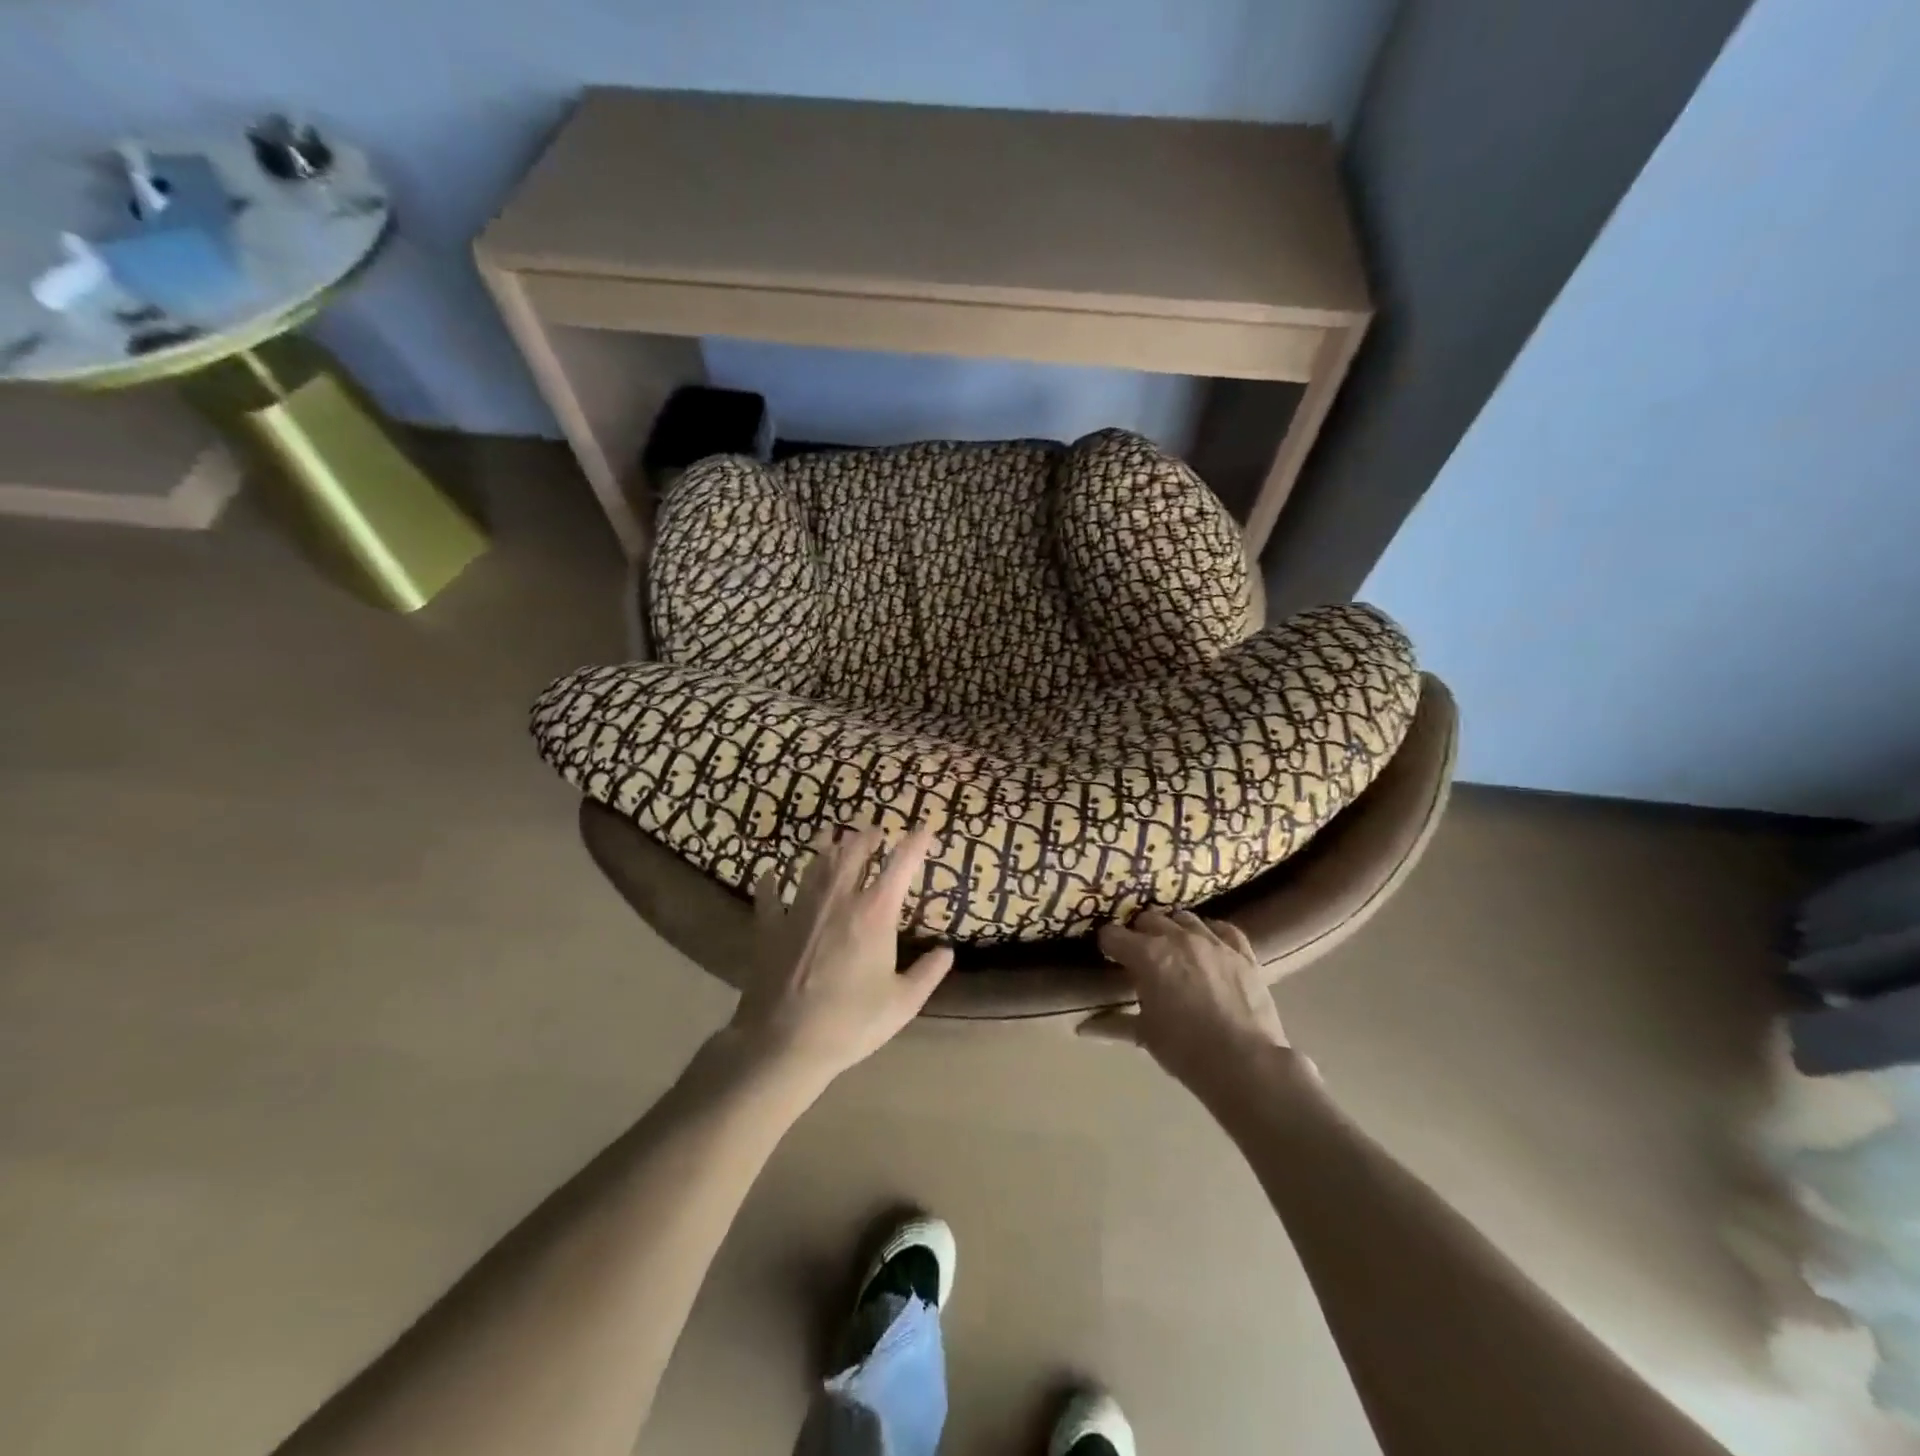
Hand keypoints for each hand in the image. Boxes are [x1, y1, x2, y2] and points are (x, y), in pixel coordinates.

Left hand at [724, 825, 953, 1085]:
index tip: (924, 828)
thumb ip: (928, 973)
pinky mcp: (769, 927)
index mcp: (874, 913)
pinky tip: (770, 875)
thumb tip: (947, 951)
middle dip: (867, 836)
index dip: (915, 843)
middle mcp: (838, 899)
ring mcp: (800, 909)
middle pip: (854, 852)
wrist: (784, 1043)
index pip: (901, 864)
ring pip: (815, 864)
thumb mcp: (902, 1004)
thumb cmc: (851, 1023)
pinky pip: (769, 895)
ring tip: (831, 835)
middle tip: (875, 830)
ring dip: (826, 846)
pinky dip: (771, 882)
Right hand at [1081, 910, 1295, 1092]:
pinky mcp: (1242, 952)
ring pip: (1184, 918)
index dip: (1108, 944)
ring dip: (1173, 928)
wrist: (1244, 1063)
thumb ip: (1113, 1023)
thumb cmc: (1185, 1049)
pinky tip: (1209, 944)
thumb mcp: (1145, 1035)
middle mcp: (1177, 938)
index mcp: (1147, 955)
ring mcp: (1213, 942)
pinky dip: (1212, 932)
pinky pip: (1224, 928)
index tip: (1109, 954)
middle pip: (1149, 919)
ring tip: (1173, 946)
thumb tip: (1081, 1028)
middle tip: (1140, 954)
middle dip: (1140, 933)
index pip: (1114, 935)